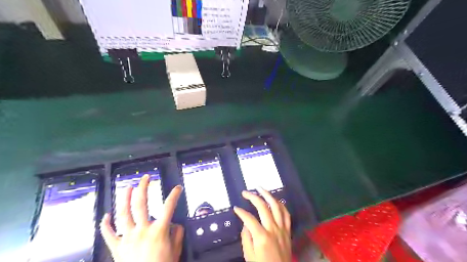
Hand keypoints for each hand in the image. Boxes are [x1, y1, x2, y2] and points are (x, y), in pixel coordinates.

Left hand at [101, 175, 183, 261]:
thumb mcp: (176, 250)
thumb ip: (177, 233)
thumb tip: (174, 223)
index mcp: (158, 231)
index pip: (169, 206)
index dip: (174, 195)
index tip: (177, 188)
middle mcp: (142, 231)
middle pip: (140, 204)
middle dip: (143, 188)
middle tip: (145, 178)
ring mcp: (127, 238)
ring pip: (123, 214)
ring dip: (125, 198)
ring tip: (128, 187)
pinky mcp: (117, 248)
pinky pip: (108, 234)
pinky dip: (106, 224)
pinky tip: (106, 215)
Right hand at [234, 189, 290, 261]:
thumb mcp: (249, 255)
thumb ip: (246, 237)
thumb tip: (246, 223)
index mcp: (262, 236)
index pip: (249, 218)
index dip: (241, 212)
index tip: (235, 208)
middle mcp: (273, 229)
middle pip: (263, 207)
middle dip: (253, 197)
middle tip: (245, 192)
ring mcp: (282, 228)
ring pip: (276, 206)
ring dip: (268, 195)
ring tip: (260, 188)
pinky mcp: (288, 230)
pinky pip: (286, 214)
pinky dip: (280, 204)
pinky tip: (275, 200)